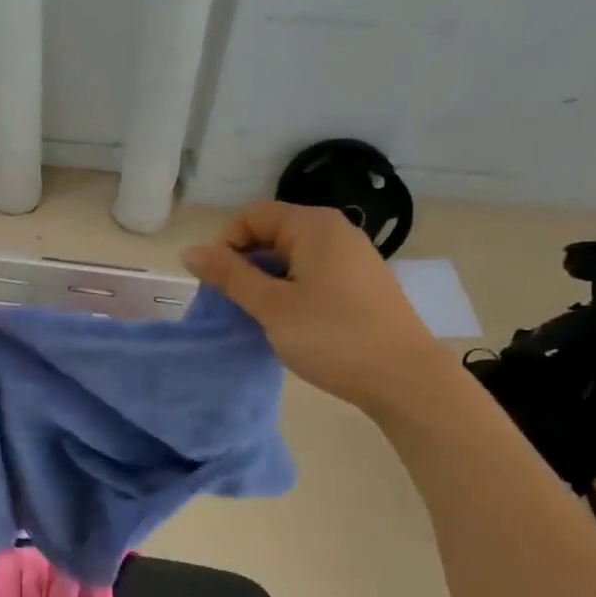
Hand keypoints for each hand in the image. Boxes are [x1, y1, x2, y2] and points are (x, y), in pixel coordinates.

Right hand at [182, 201, 453, 414]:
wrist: (406, 380)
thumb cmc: (333, 336)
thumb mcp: (272, 306)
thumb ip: (229, 275)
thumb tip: (189, 250)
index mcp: (314, 226)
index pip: (252, 216)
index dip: (227, 245)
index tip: (220, 284)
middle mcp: (336, 232)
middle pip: (272, 234)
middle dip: (245, 265)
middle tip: (235, 305)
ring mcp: (353, 259)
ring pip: (291, 258)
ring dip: (266, 282)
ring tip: (261, 317)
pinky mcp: (362, 285)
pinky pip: (313, 275)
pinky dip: (292, 292)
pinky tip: (291, 324)